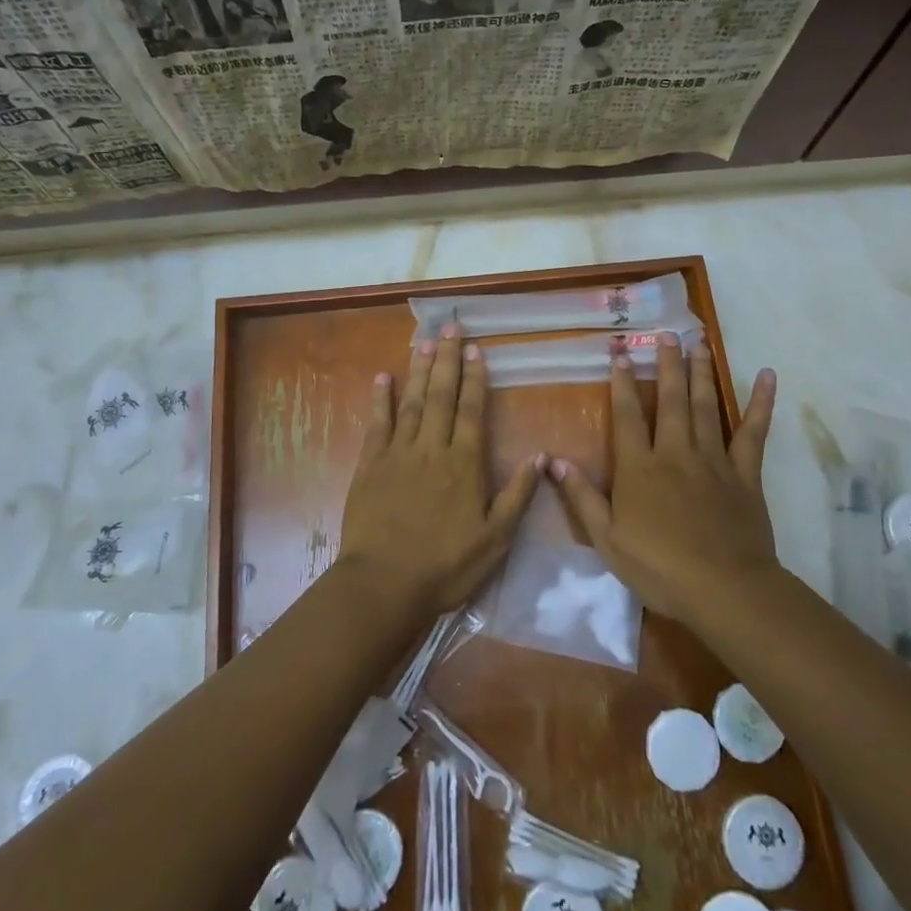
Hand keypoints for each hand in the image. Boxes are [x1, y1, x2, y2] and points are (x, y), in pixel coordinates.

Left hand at [338, 324, 541, 618]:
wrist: (385, 584)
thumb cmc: (446, 566)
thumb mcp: (495, 540)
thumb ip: (517, 495)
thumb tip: (540, 456)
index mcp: (464, 464)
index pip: (472, 410)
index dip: (475, 378)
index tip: (475, 349)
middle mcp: (432, 449)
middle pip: (442, 396)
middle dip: (447, 359)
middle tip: (450, 326)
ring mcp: (398, 454)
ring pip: (412, 402)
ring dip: (419, 370)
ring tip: (424, 341)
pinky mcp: (370, 465)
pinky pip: (377, 424)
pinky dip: (381, 400)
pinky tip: (383, 378)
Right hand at [550, 334, 776, 624]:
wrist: (724, 589)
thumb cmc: (659, 568)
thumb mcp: (607, 540)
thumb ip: (582, 497)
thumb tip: (553, 460)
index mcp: (639, 468)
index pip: (627, 416)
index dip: (623, 383)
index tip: (621, 353)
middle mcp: (674, 453)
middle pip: (670, 400)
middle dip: (667, 365)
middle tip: (667, 333)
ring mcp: (713, 460)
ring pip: (705, 406)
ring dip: (701, 372)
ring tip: (699, 343)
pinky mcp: (745, 474)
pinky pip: (754, 433)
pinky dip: (761, 403)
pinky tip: (766, 376)